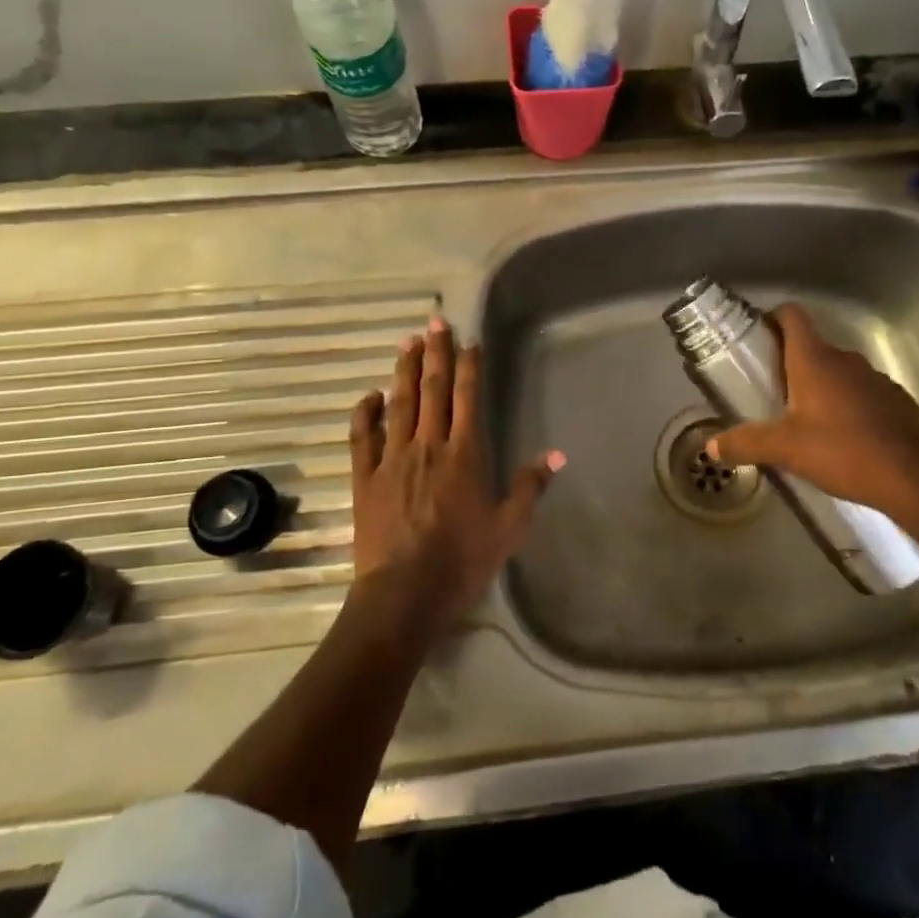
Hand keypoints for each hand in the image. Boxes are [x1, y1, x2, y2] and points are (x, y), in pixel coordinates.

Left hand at [348, 317, 561, 637]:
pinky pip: (362, 437)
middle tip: (435, 322)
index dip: (470, 366)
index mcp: (464, 454)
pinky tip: (370, 394)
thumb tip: (556, 454)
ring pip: (399, 404)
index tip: (469, 340)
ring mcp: (392, 459)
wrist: (404, 594)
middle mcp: (428, 446)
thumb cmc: (462, 561)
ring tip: (407, 342)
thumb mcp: (509, 528)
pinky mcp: (365, 478)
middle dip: (436, 353)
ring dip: (404, 371)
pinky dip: (365, 412)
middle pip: (433, 390)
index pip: (468, 398)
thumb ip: (528, 487)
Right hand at [706, 303, 918, 539]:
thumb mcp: (784, 449)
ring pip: (838, 373)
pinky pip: (862, 395)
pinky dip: (848, 407)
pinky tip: (842, 439)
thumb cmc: (842, 451)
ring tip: (804, 421)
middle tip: (770, 394)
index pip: (792, 316)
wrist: (913, 479)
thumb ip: (745, 443)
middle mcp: (845, 360)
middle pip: (812, 347)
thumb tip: (710, 446)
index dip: (772, 318)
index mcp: (815, 360)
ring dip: (820, 388)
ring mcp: (875, 379)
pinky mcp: (896, 401)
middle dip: (790, 365)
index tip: (757, 338)